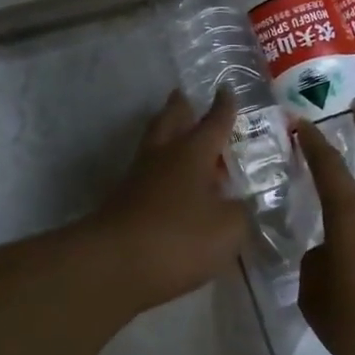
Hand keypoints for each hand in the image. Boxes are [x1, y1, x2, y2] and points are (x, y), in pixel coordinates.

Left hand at [90, 89, 246, 312]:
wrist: (115, 264)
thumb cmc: (179, 238)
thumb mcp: (228, 228)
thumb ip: (240, 212)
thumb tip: (239, 204)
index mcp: (192, 153)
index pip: (213, 122)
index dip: (223, 107)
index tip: (226, 89)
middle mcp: (163, 157)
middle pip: (170, 121)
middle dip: (180, 108)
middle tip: (184, 97)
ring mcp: (137, 179)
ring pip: (154, 146)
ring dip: (166, 137)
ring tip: (178, 137)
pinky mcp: (123, 203)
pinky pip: (147, 177)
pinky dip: (161, 173)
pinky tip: (170, 186)